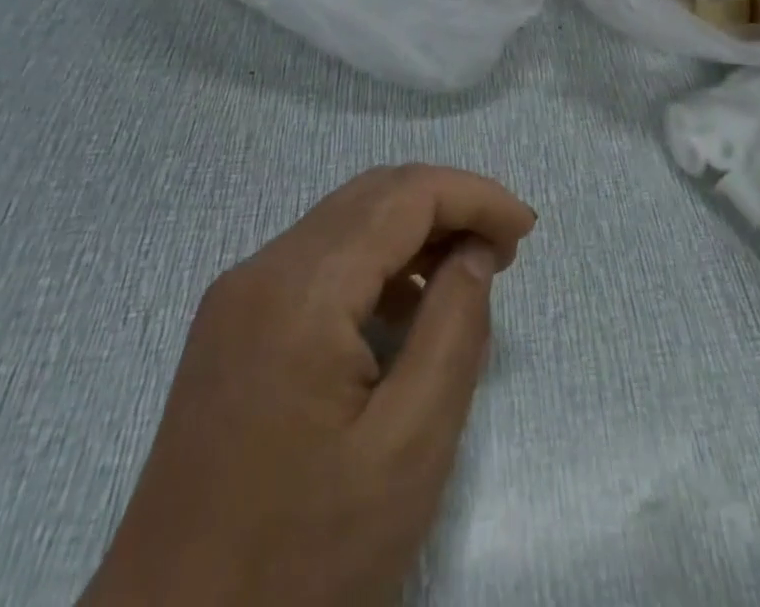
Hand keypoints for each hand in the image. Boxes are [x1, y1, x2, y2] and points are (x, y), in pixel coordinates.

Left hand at [80, 165, 536, 606]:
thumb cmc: (300, 564)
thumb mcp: (407, 450)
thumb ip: (454, 329)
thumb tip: (474, 251)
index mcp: (301, 289)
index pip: (405, 195)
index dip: (475, 196)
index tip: (527, 230)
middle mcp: (262, 270)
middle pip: (374, 195)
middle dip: (449, 205)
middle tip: (505, 248)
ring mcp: (239, 298)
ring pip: (346, 222)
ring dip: (413, 230)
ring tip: (469, 273)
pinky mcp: (232, 329)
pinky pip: (318, 263)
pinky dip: (375, 264)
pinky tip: (406, 309)